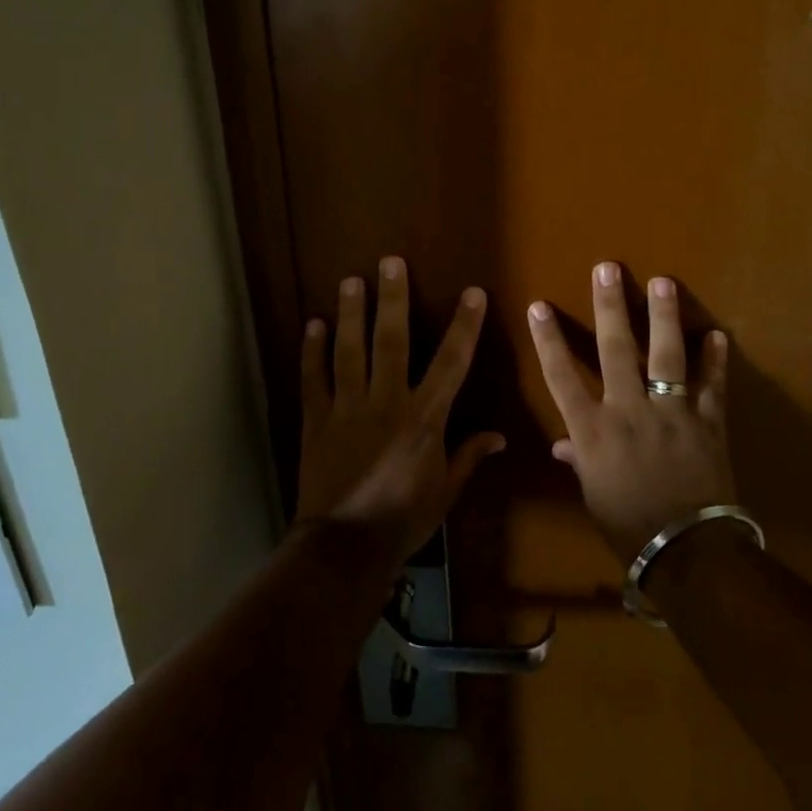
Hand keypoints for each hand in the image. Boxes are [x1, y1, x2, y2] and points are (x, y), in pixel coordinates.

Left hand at [294, 256, 503, 564]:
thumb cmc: (403, 520)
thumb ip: (468, 457)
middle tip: (390, 262)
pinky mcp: (316, 420)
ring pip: (349, 351)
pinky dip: (312, 351)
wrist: (344, 547)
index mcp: (424, 419)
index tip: (472, 293)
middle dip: (393, 299)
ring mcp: (347, 408)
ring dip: (350, 313)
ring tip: (350, 280)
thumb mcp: (445, 492)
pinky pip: (313, 379)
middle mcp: (386, 402)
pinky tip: (312, 324)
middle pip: (391, 342)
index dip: (464, 326)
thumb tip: (499, 436)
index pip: (451, 364)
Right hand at [526, 262, 735, 563]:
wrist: (687, 552)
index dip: (548, 340)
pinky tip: (717, 335)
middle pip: (615, 350)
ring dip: (664, 317)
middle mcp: (628, 411)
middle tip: (608, 269)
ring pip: (666, 356)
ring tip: (662, 282)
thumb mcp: (593, 494)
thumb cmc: (628, 526)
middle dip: (609, 307)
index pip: (561, 376)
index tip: (539, 306)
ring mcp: (671, 413)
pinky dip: (715, 361)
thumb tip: (562, 445)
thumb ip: (579, 461)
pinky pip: (712, 386)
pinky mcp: (707, 423)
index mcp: (593, 431)